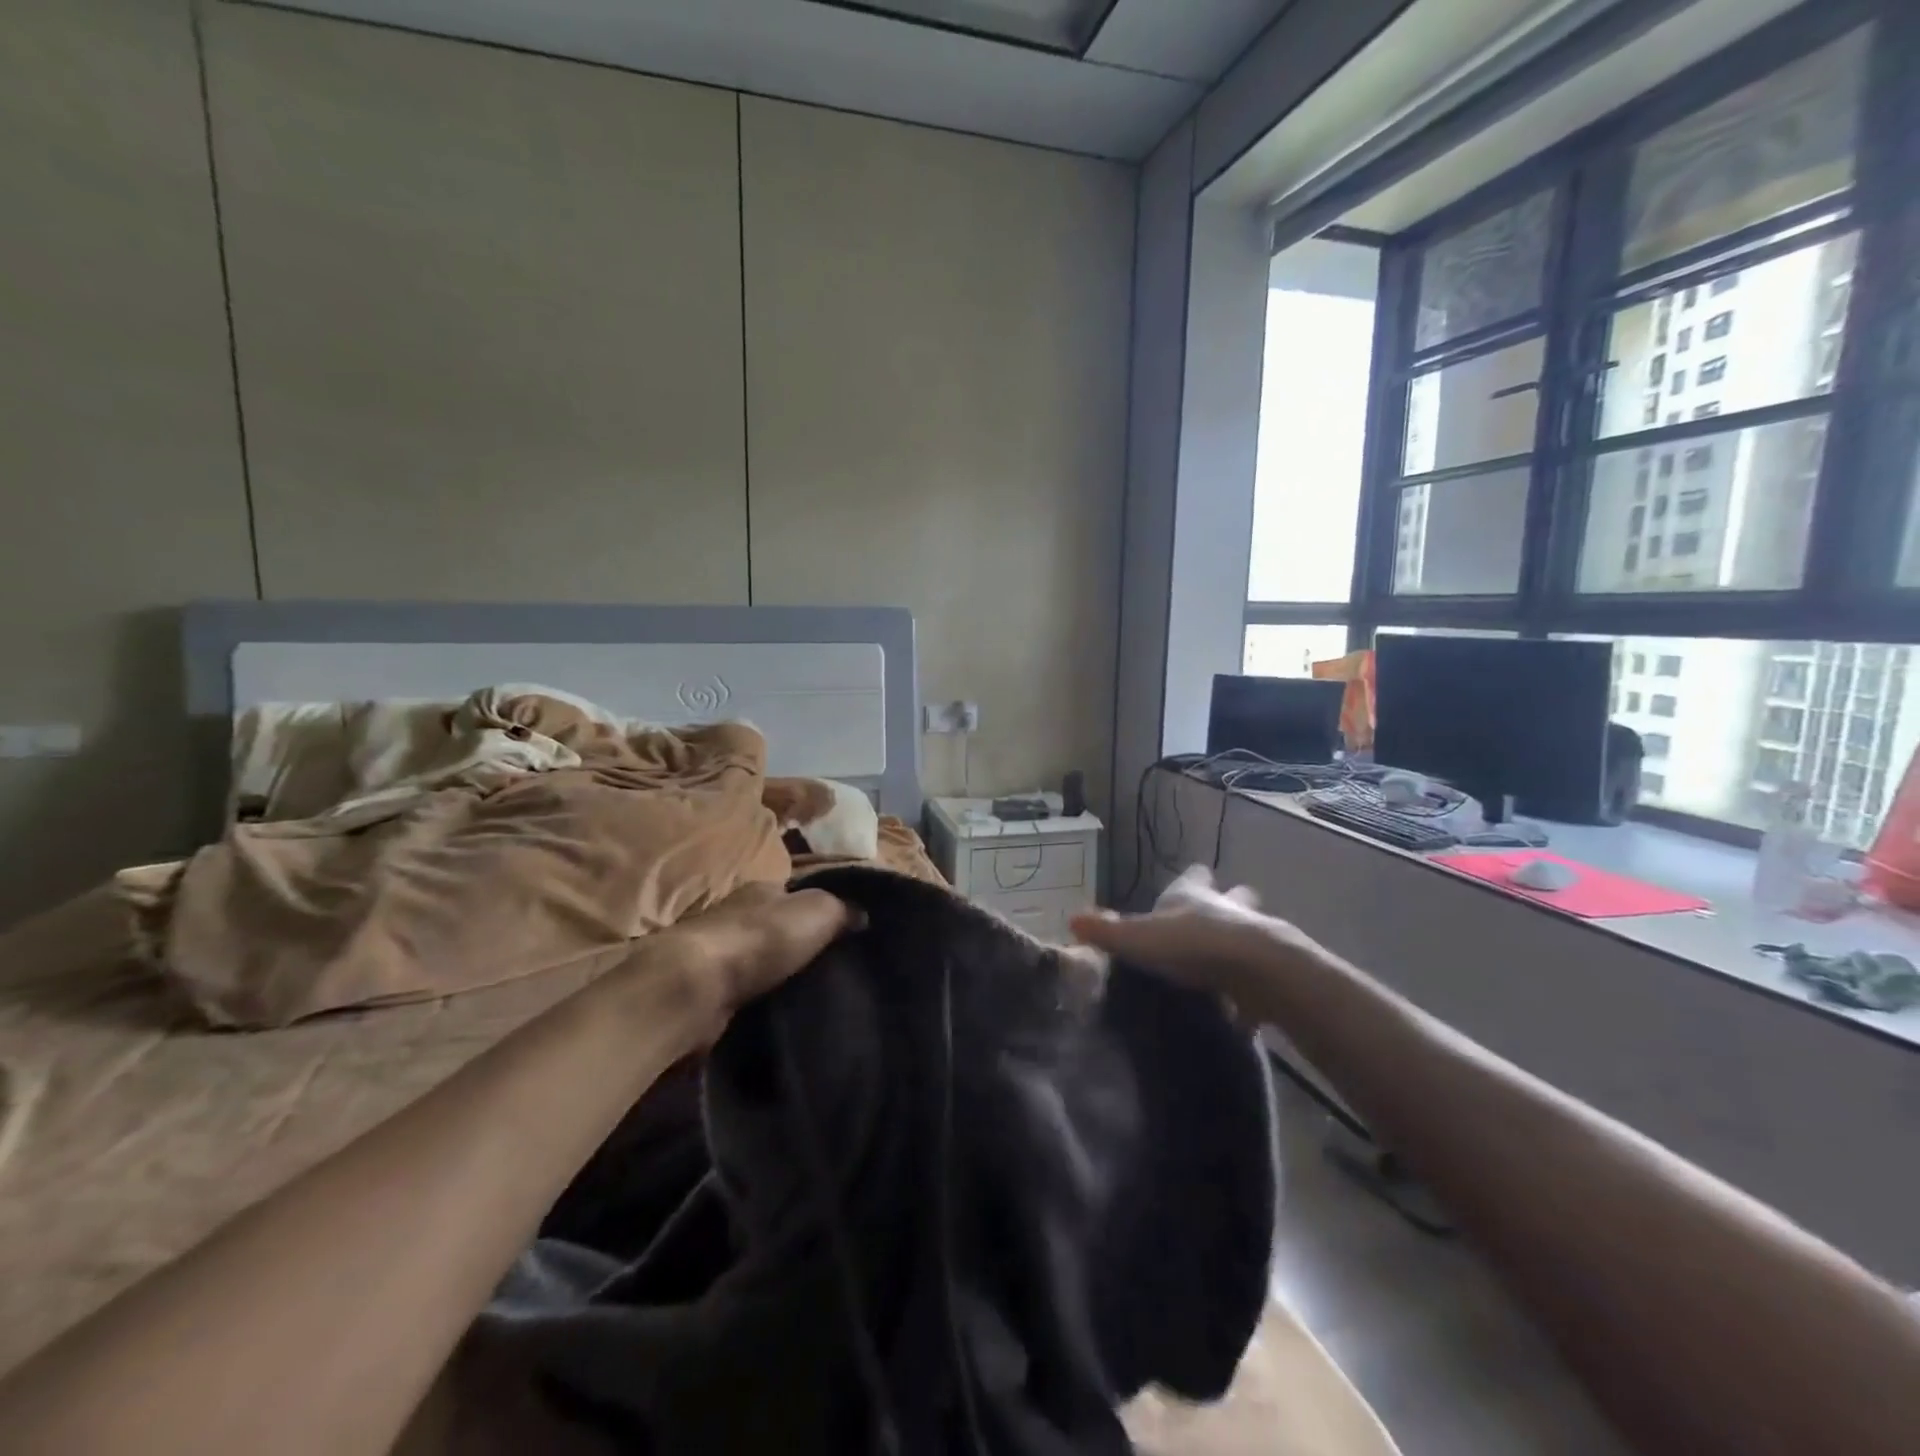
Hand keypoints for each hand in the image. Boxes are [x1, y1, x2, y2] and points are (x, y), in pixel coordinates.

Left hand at [621, 883, 859, 1046]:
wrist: (697, 986)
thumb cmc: (762, 938)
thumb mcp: (817, 910)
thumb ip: (841, 908)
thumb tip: (862, 914)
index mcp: (761, 888)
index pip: (794, 890)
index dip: (819, 906)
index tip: (843, 928)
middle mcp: (736, 913)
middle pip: (776, 924)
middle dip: (799, 941)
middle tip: (832, 964)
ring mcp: (717, 951)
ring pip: (759, 958)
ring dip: (778, 971)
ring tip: (812, 990)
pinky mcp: (707, 987)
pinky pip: (744, 988)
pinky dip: (760, 995)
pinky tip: (780, 1007)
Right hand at [1069, 866, 1321, 1022]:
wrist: (1256, 969)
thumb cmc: (1192, 943)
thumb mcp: (1139, 938)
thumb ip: (1108, 931)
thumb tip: (1070, 919)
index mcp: (1193, 896)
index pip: (1193, 876)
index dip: (1191, 878)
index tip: (1192, 876)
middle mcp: (1227, 909)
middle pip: (1232, 897)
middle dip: (1226, 903)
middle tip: (1213, 918)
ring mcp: (1255, 938)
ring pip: (1250, 931)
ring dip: (1239, 943)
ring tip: (1225, 964)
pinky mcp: (1270, 972)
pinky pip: (1259, 977)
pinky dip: (1251, 988)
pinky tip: (1240, 1009)